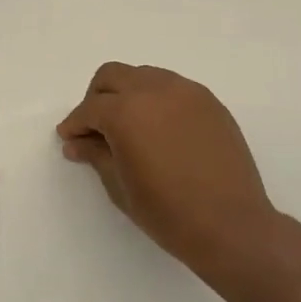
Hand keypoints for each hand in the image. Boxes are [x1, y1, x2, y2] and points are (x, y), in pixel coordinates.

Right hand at [56, 62, 279, 279]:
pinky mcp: (209, 102)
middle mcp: (155, 90)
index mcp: (126, 111)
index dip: (75, 124)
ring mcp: (186, 92)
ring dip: (127, 94)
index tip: (70, 139)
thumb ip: (96, 155)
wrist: (231, 225)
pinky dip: (156, 100)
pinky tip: (159, 129)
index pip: (90, 108)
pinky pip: (172, 88)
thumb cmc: (168, 212)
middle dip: (97, 98)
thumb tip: (76, 143)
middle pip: (113, 76)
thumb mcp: (120, 186)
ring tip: (129, 127)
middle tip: (95, 128)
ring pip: (143, 76)